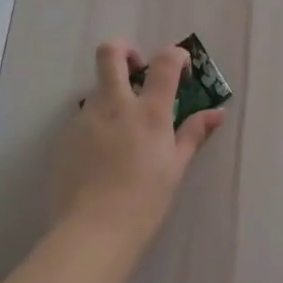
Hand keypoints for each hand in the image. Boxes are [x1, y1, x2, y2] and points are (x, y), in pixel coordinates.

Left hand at [52, 40, 226, 250]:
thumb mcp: (175, 168)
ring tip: (122, 131)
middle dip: (124, 50)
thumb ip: (193, 134)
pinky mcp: (66, 136)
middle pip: (110, 53)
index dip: (175, 55)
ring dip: (112, 95)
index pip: (164, 61)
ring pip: (97, 88)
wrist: (92, 233)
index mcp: (148, 112)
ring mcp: (85, 118)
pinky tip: (102, 155)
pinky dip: (97, 123)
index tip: (181, 67)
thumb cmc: (144, 202)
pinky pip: (84, 117)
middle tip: (136, 68)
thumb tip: (217, 113)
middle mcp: (114, 105)